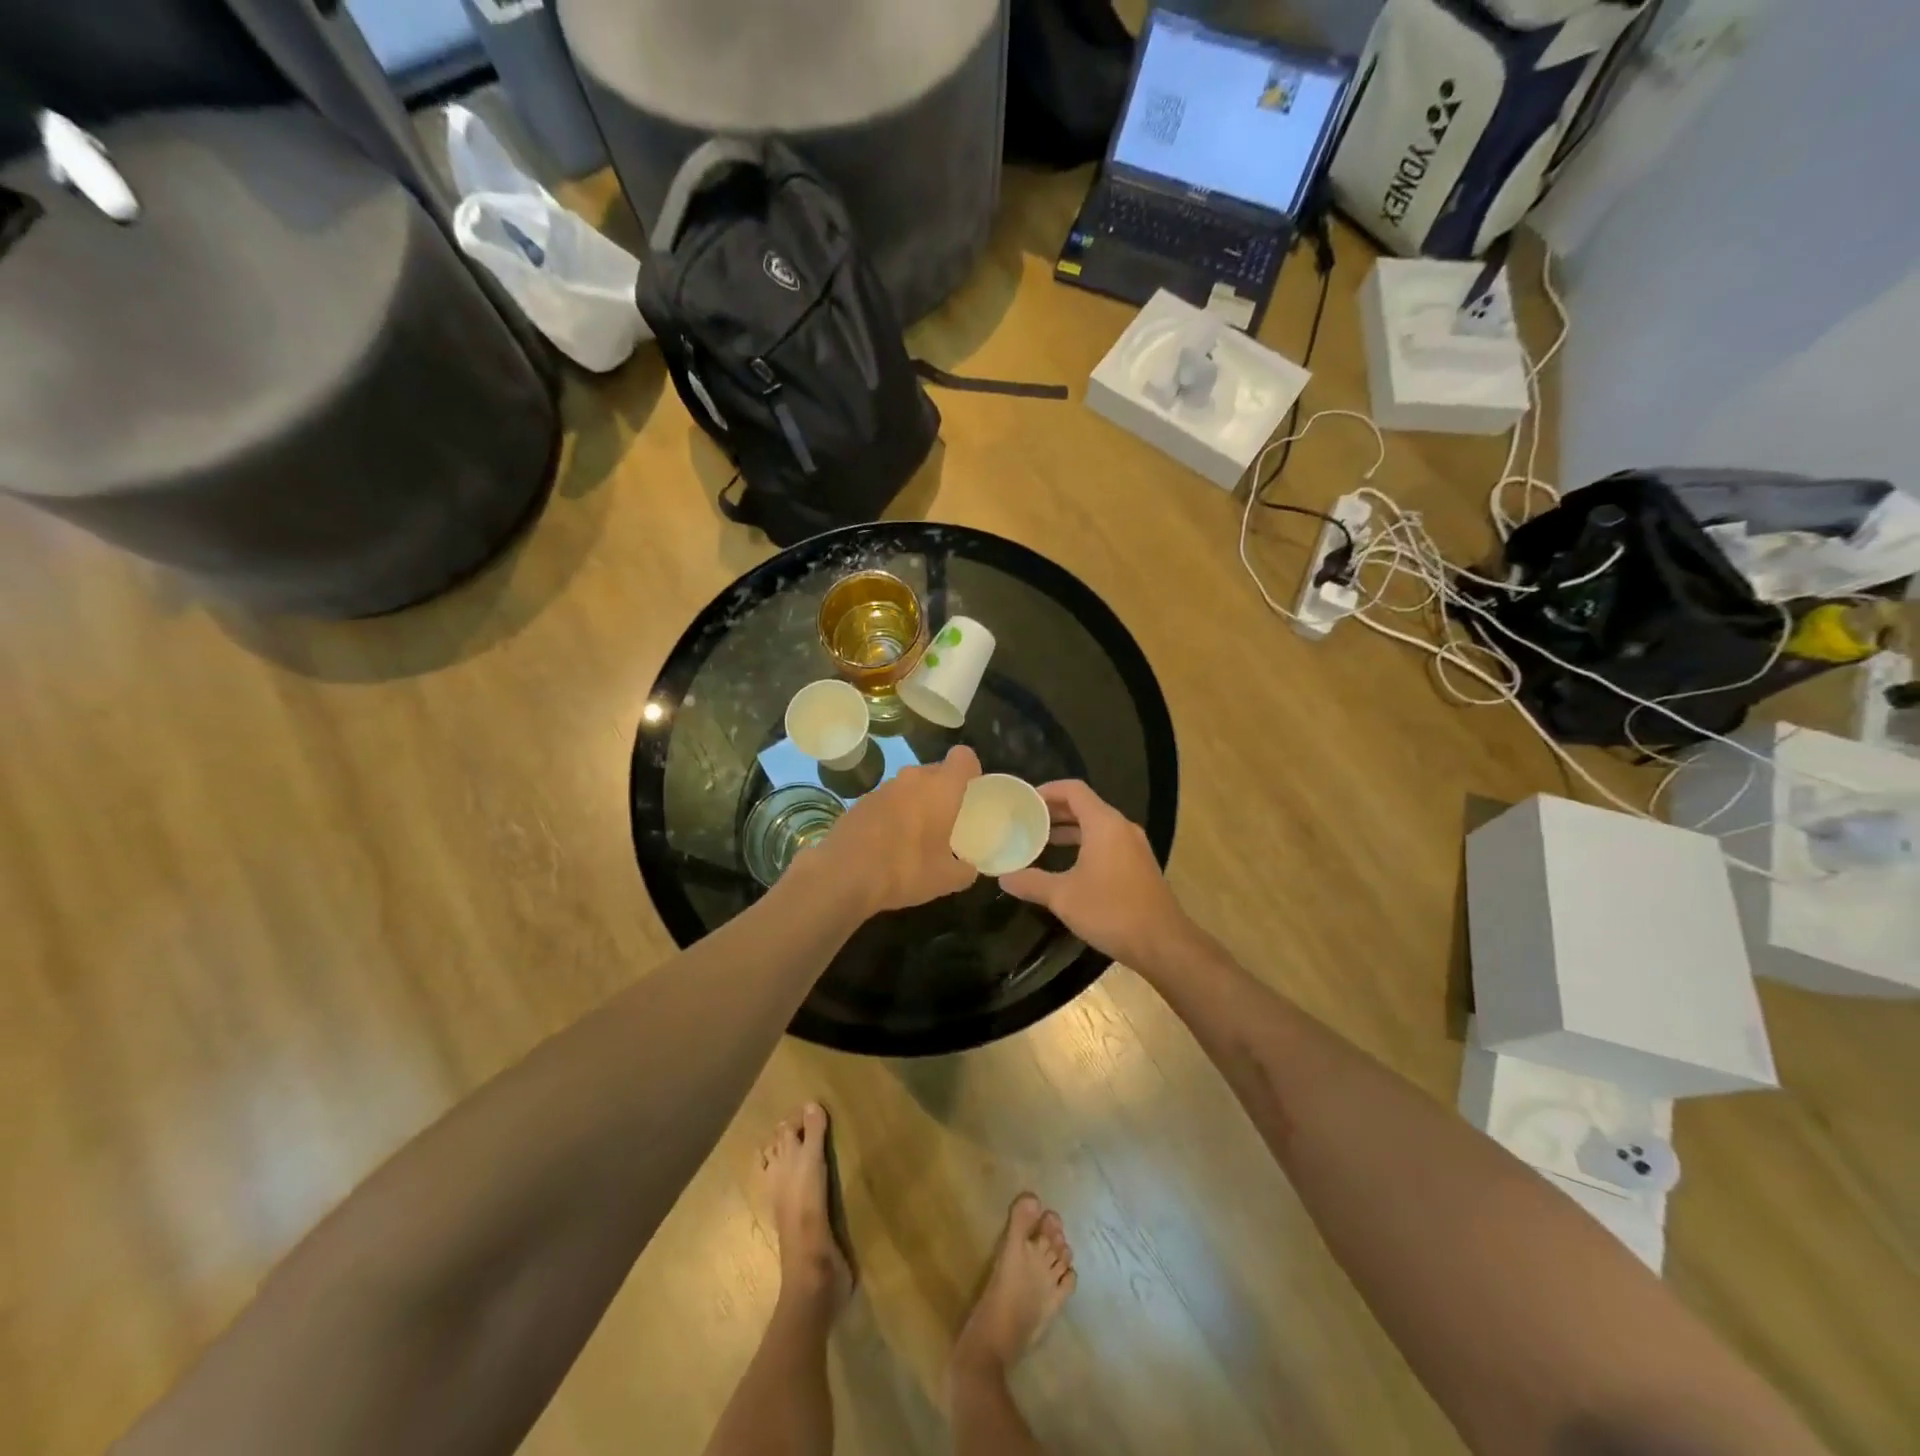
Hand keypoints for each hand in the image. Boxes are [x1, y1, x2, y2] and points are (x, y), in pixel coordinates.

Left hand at [811, 745, 980, 913]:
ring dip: (918, 801)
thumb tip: (969, 869)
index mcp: (941, 788)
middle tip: (950, 819)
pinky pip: (888, 800)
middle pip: (936, 771)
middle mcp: (912, 778)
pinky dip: (894, 813)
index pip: (964, 757)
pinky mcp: (860, 801)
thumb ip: (965, 870)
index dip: (972, 770)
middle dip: (945, 790)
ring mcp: (883, 787)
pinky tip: (890, 842)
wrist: (843, 875)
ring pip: (910, 786)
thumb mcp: (946, 879)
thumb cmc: (905, 870)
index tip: (973, 792)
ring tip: (919, 834)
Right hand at [1000, 780, 1191, 969]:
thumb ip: (1031, 882)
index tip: (1025, 800)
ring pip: (1097, 826)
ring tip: (1041, 840)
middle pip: (1085, 806)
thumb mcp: (1063, 897)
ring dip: (1070, 829)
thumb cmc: (1111, 911)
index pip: (1074, 790)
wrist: (1162, 943)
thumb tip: (1004, 877)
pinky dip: (1085, 844)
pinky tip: (1068, 865)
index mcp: (1104, 824)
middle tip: (1027, 819)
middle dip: (1055, 810)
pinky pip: (1107, 842)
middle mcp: (1121, 828)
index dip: (1048, 790)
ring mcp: (1134, 847)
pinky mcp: (1139, 865)